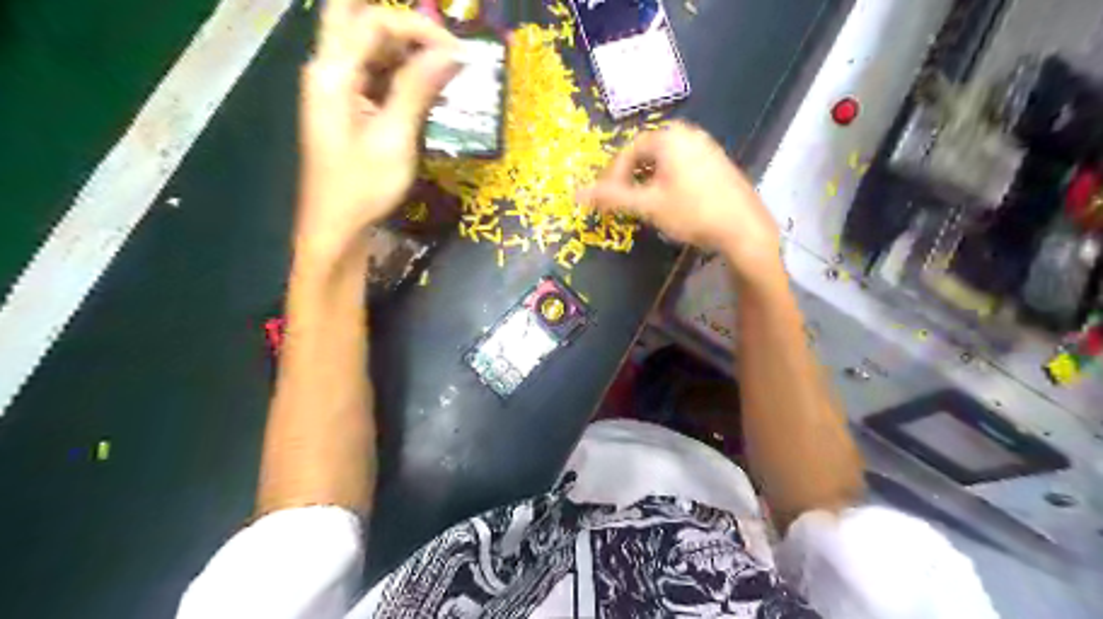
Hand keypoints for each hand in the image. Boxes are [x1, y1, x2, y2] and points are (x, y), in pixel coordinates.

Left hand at [296, 0, 459, 260]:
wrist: (335, 227)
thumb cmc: (363, 188)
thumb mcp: (394, 138)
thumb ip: (417, 89)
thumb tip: (449, 52)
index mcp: (332, 73)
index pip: (373, 21)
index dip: (418, 28)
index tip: (457, 52)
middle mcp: (327, 70)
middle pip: (356, 18)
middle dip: (401, 26)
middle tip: (438, 46)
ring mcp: (332, 87)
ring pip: (364, 42)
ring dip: (402, 48)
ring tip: (439, 69)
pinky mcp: (343, 105)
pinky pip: (369, 70)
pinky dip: (396, 71)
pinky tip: (421, 88)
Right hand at [577, 122, 783, 283]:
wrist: (744, 227)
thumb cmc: (692, 212)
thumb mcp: (648, 205)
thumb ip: (611, 198)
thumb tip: (576, 194)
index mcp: (668, 137)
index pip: (627, 151)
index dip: (611, 176)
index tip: (605, 199)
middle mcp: (687, 133)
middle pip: (645, 153)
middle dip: (628, 177)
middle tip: (620, 201)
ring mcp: (705, 146)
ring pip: (663, 160)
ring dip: (646, 180)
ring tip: (641, 204)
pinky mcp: (716, 161)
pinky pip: (681, 165)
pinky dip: (666, 180)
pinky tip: (668, 202)